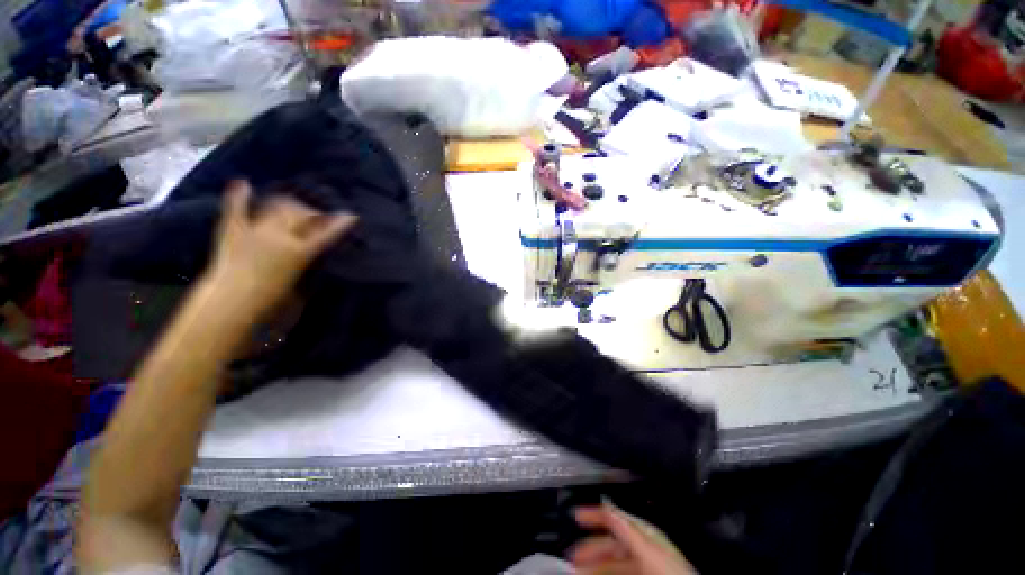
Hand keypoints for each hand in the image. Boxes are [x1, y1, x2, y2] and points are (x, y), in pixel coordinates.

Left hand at [204, 180, 356, 318]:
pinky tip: (243, 184)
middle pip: (301, 215)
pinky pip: (236, 209)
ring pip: (276, 207)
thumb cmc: (272, 300)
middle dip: (312, 213)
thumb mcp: (301, 285)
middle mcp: (280, 236)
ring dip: (288, 204)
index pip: (325, 234)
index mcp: (299, 252)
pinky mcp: (233, 230)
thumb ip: (310, 265)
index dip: (340, 224)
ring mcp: (255, 230)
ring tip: (292, 205)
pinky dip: (239, 196)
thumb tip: (314, 252)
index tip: (351, 216)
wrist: (231, 303)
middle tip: (317, 217)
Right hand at [570, 502, 697, 574]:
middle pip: (610, 542)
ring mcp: (644, 564)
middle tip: (571, 555)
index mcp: (643, 534)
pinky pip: (619, 571)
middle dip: (589, 546)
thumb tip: (605, 505)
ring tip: (578, 570)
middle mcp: (642, 547)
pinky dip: (604, 573)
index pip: (614, 517)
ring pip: (613, 561)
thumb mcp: (646, 547)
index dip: (594, 514)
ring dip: (594, 564)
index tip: (576, 515)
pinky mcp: (644, 574)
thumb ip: (625, 526)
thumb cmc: (670, 571)